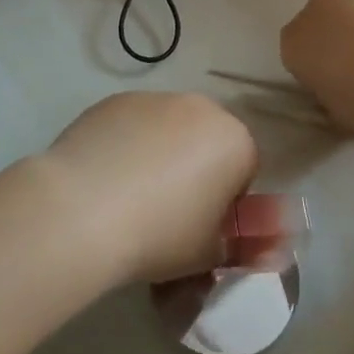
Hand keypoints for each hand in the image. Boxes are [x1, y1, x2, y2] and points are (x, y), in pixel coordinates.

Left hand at [41, 92, 258, 283]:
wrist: (82, 210)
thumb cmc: (161, 234)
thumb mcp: (211, 254)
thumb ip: (247, 249)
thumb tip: (272, 252)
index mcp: (235, 140)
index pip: (245, 170)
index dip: (225, 203)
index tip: (201, 228)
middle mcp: (200, 107)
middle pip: (207, 141)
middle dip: (195, 171)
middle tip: (167, 212)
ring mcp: (154, 98)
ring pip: (169, 130)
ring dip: (161, 154)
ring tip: (129, 196)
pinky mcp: (114, 100)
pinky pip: (132, 125)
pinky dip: (126, 144)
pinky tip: (104, 178)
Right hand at [280, 0, 353, 132]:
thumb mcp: (338, 111)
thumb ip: (332, 98)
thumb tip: (341, 95)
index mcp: (293, 42)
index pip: (296, 53)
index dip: (316, 67)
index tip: (336, 83)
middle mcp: (313, 9)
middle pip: (321, 22)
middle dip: (337, 38)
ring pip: (352, 5)